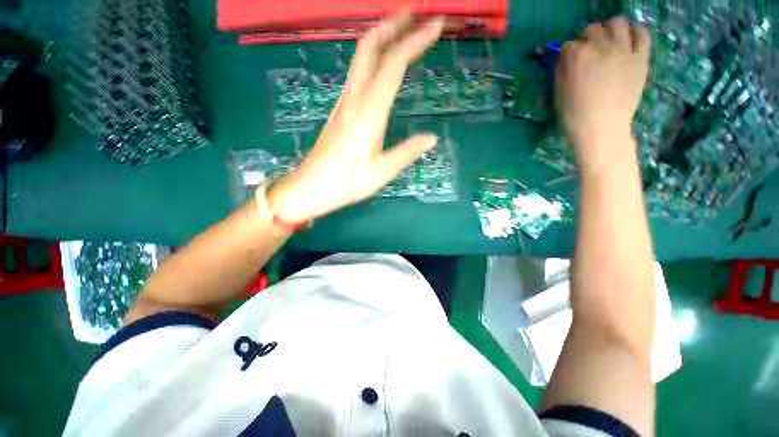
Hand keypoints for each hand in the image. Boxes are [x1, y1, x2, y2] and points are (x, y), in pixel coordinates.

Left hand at [267, 13, 444, 222]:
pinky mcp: (338, 111)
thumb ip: (408, 152)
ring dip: (381, 38)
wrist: (310, 187)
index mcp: (369, 111)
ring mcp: (343, 103)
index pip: (394, 64)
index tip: (436, 25)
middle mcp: (354, 99)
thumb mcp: (382, 171)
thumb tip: (431, 138)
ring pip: (360, 58)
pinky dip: (371, 59)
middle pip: (370, 48)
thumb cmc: (347, 182)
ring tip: (400, 31)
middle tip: (415, 14)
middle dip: (393, 24)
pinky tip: (379, 65)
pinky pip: (356, 74)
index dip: (416, 40)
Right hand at [556, 17, 650, 170]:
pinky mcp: (640, 58)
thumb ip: (560, 72)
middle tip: (587, 50)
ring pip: (618, 24)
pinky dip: (636, 31)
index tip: (568, 63)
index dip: (567, 54)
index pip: (568, 45)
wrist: (601, 128)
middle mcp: (599, 46)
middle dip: (586, 38)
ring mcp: (622, 50)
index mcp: (575, 56)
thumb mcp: (557, 94)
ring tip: (609, 39)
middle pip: (592, 30)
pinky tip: (630, 37)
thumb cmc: (573, 115)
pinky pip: (642, 34)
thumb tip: (564, 60)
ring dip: (610, 28)